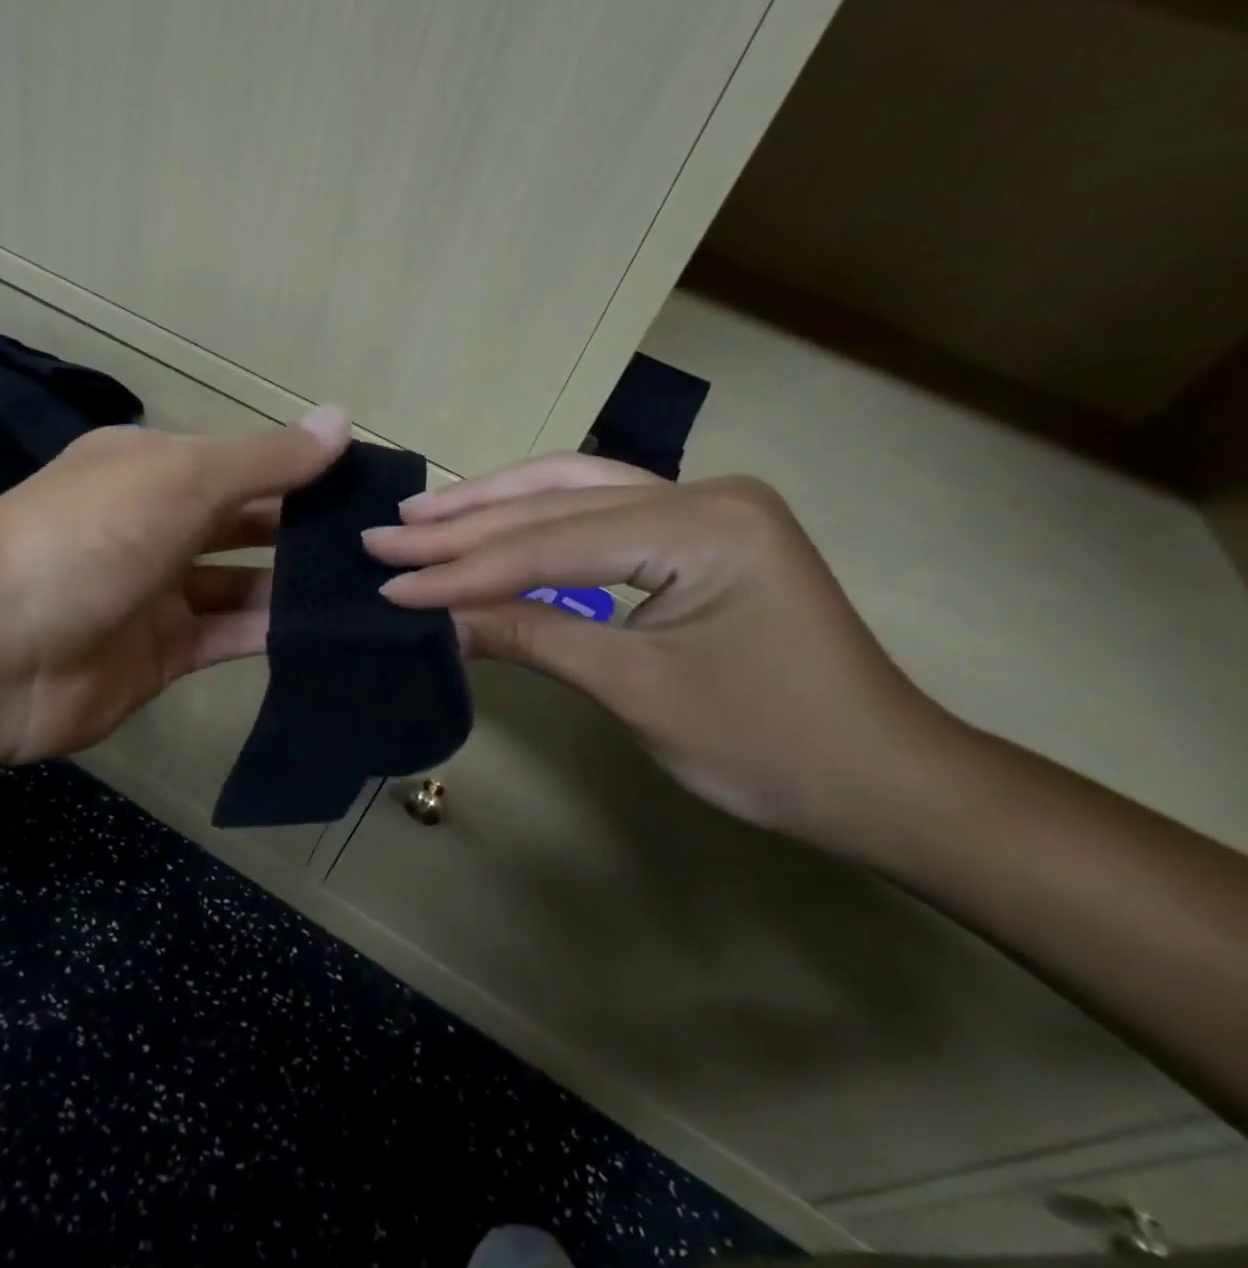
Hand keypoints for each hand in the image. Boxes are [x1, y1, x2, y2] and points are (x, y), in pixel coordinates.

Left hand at [0, 407, 350, 766]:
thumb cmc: (90, 538)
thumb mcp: (182, 479)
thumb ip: (266, 459)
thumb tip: (342, 418)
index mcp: (152, 469)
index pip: (242, 462)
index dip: (302, 467)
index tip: (368, 482)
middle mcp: (156, 525)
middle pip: (245, 521)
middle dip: (303, 527)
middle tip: (379, 540)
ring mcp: (159, 593)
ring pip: (242, 583)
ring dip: (295, 584)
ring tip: (368, 585)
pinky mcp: (164, 654)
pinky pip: (230, 636)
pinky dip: (272, 632)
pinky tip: (328, 629)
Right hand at [362, 454, 958, 845]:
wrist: (882, 779)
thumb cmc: (768, 746)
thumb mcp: (635, 690)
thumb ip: (530, 635)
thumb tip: (434, 619)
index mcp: (704, 525)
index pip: (552, 543)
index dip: (463, 568)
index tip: (389, 581)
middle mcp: (703, 492)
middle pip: (557, 501)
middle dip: (465, 524)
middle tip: (385, 536)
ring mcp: (703, 504)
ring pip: (573, 488)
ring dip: (493, 504)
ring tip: (423, 515)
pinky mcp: (696, 528)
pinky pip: (599, 509)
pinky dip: (535, 518)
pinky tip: (491, 517)